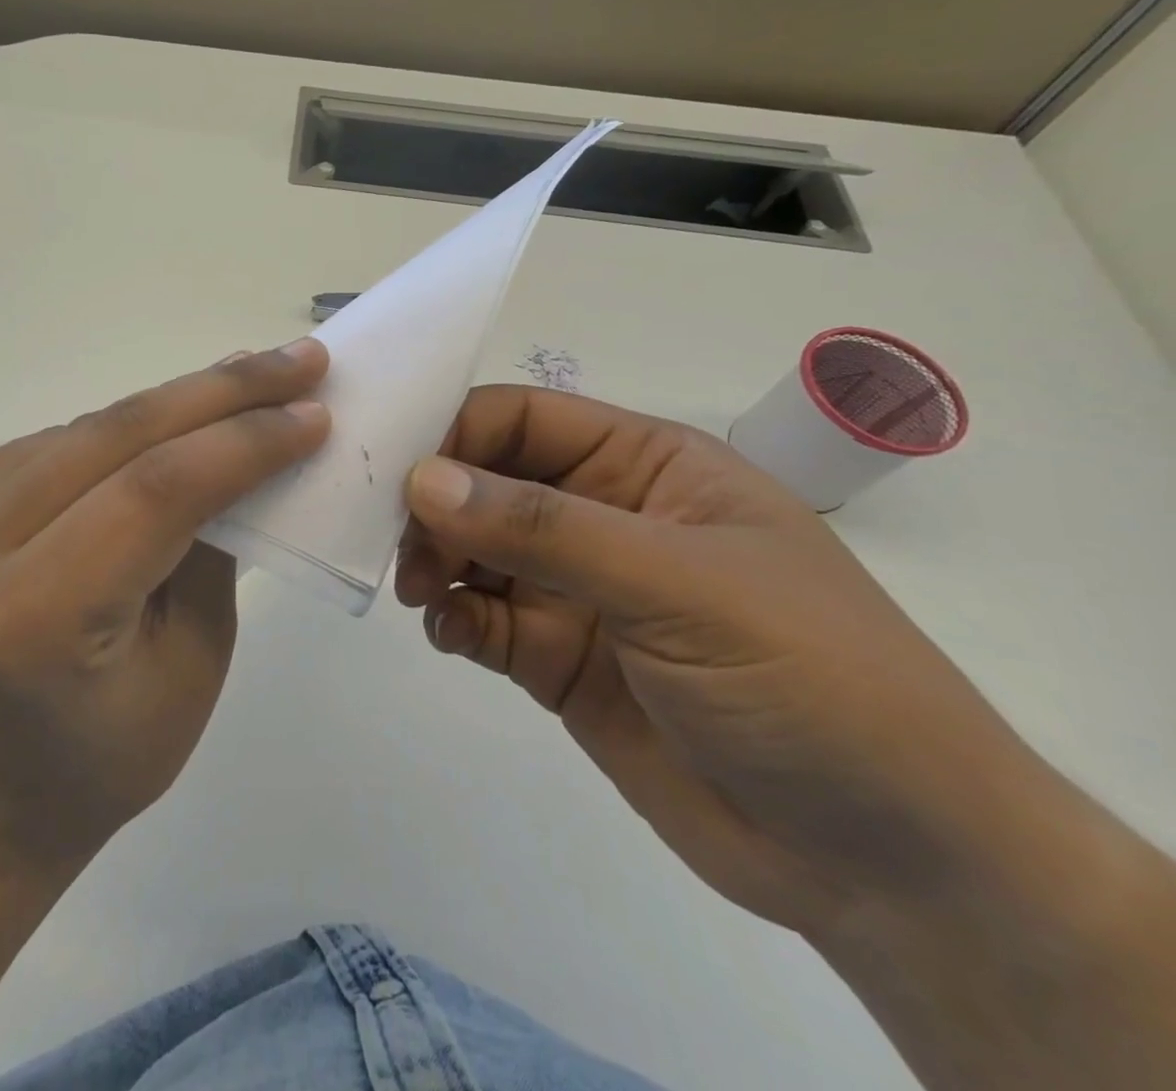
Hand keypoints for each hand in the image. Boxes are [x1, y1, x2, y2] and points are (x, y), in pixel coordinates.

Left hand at [0, 341, 329, 869]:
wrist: (1, 786)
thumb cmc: (114, 751)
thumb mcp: (195, 659)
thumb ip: (215, 544)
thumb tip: (252, 444)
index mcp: (31, 618)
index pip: (153, 492)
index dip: (241, 441)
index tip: (315, 411)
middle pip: (116, 437)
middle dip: (220, 392)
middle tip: (299, 360)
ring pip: (91, 427)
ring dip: (181, 398)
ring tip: (254, 377)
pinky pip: (64, 441)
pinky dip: (133, 423)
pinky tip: (185, 412)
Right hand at [395, 385, 1067, 937]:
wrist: (889, 865)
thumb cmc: (807, 679)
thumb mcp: (678, 585)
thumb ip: (544, 530)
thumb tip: (422, 480)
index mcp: (642, 467)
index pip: (522, 420)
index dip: (454, 433)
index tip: (395, 472)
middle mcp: (600, 517)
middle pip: (484, 483)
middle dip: (434, 506)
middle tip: (401, 546)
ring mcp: (576, 590)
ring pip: (473, 551)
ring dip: (435, 561)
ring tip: (422, 593)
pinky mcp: (556, 658)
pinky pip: (482, 620)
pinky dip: (452, 620)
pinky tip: (449, 637)